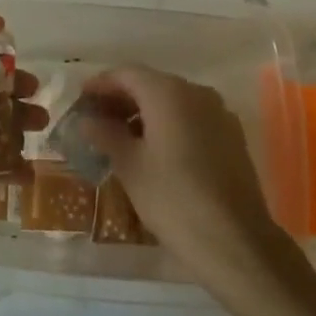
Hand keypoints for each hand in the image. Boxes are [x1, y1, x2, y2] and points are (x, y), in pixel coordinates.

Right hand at [80, 66, 290, 287]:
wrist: (234, 241)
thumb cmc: (172, 198)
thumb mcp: (130, 165)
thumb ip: (106, 135)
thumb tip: (88, 121)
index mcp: (168, 93)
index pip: (127, 74)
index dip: (101, 84)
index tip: (81, 99)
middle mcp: (196, 93)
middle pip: (151, 84)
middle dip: (122, 98)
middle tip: (97, 119)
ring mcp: (219, 113)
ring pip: (174, 101)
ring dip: (146, 112)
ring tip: (122, 136)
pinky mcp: (232, 137)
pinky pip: (192, 118)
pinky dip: (169, 124)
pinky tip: (155, 149)